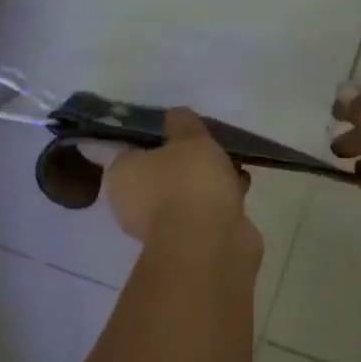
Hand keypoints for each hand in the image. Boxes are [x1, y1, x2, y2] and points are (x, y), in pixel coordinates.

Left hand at [104, 108, 257, 249]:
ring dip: (208, 184)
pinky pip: (202, 214)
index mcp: (120, 175)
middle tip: (212, 150)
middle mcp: (131, 204)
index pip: (134, 150)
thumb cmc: (189, 181)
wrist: (209, 242)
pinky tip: (240, 191)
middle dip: (188, 163)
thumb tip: (176, 117)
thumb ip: (182, 122)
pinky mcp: (187, 244)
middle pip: (162, 173)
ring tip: (234, 169)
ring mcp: (159, 228)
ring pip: (185, 195)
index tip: (185, 132)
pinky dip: (219, 204)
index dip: (160, 139)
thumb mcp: (188, 137)